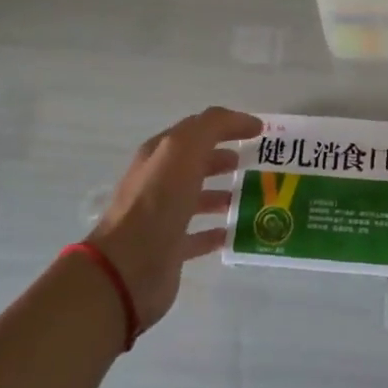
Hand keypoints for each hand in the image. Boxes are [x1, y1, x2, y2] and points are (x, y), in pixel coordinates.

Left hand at [88, 107, 261, 331]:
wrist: (129, 267)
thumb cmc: (157, 202)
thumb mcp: (184, 149)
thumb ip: (213, 127)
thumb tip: (248, 121)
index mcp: (160, 155)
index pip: (196, 131)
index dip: (226, 126)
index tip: (259, 131)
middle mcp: (159, 182)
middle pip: (196, 164)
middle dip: (224, 159)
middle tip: (256, 163)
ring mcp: (164, 217)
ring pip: (198, 199)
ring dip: (223, 195)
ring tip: (252, 196)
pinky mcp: (171, 249)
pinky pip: (199, 236)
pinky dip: (217, 231)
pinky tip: (236, 232)